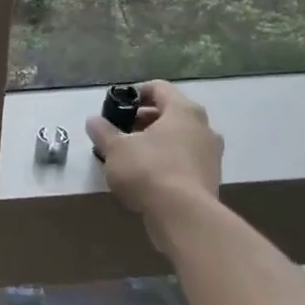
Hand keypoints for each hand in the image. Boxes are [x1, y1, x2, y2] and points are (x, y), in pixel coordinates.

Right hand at [85, 80, 223, 251]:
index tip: (116, 106)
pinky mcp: (210, 178)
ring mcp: (210, 154)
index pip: (158, 88)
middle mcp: (203, 127)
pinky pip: (184, 160)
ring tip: (129, 156)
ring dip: (154, 142)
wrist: (184, 215)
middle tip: (119, 133)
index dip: (135, 93)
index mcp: (183, 111)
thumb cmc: (148, 170)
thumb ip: (103, 131)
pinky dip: (165, 161)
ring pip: (178, 138)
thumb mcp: (115, 148)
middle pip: (169, 114)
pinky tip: (146, 177)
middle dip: (142, 121)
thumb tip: (93, 121)